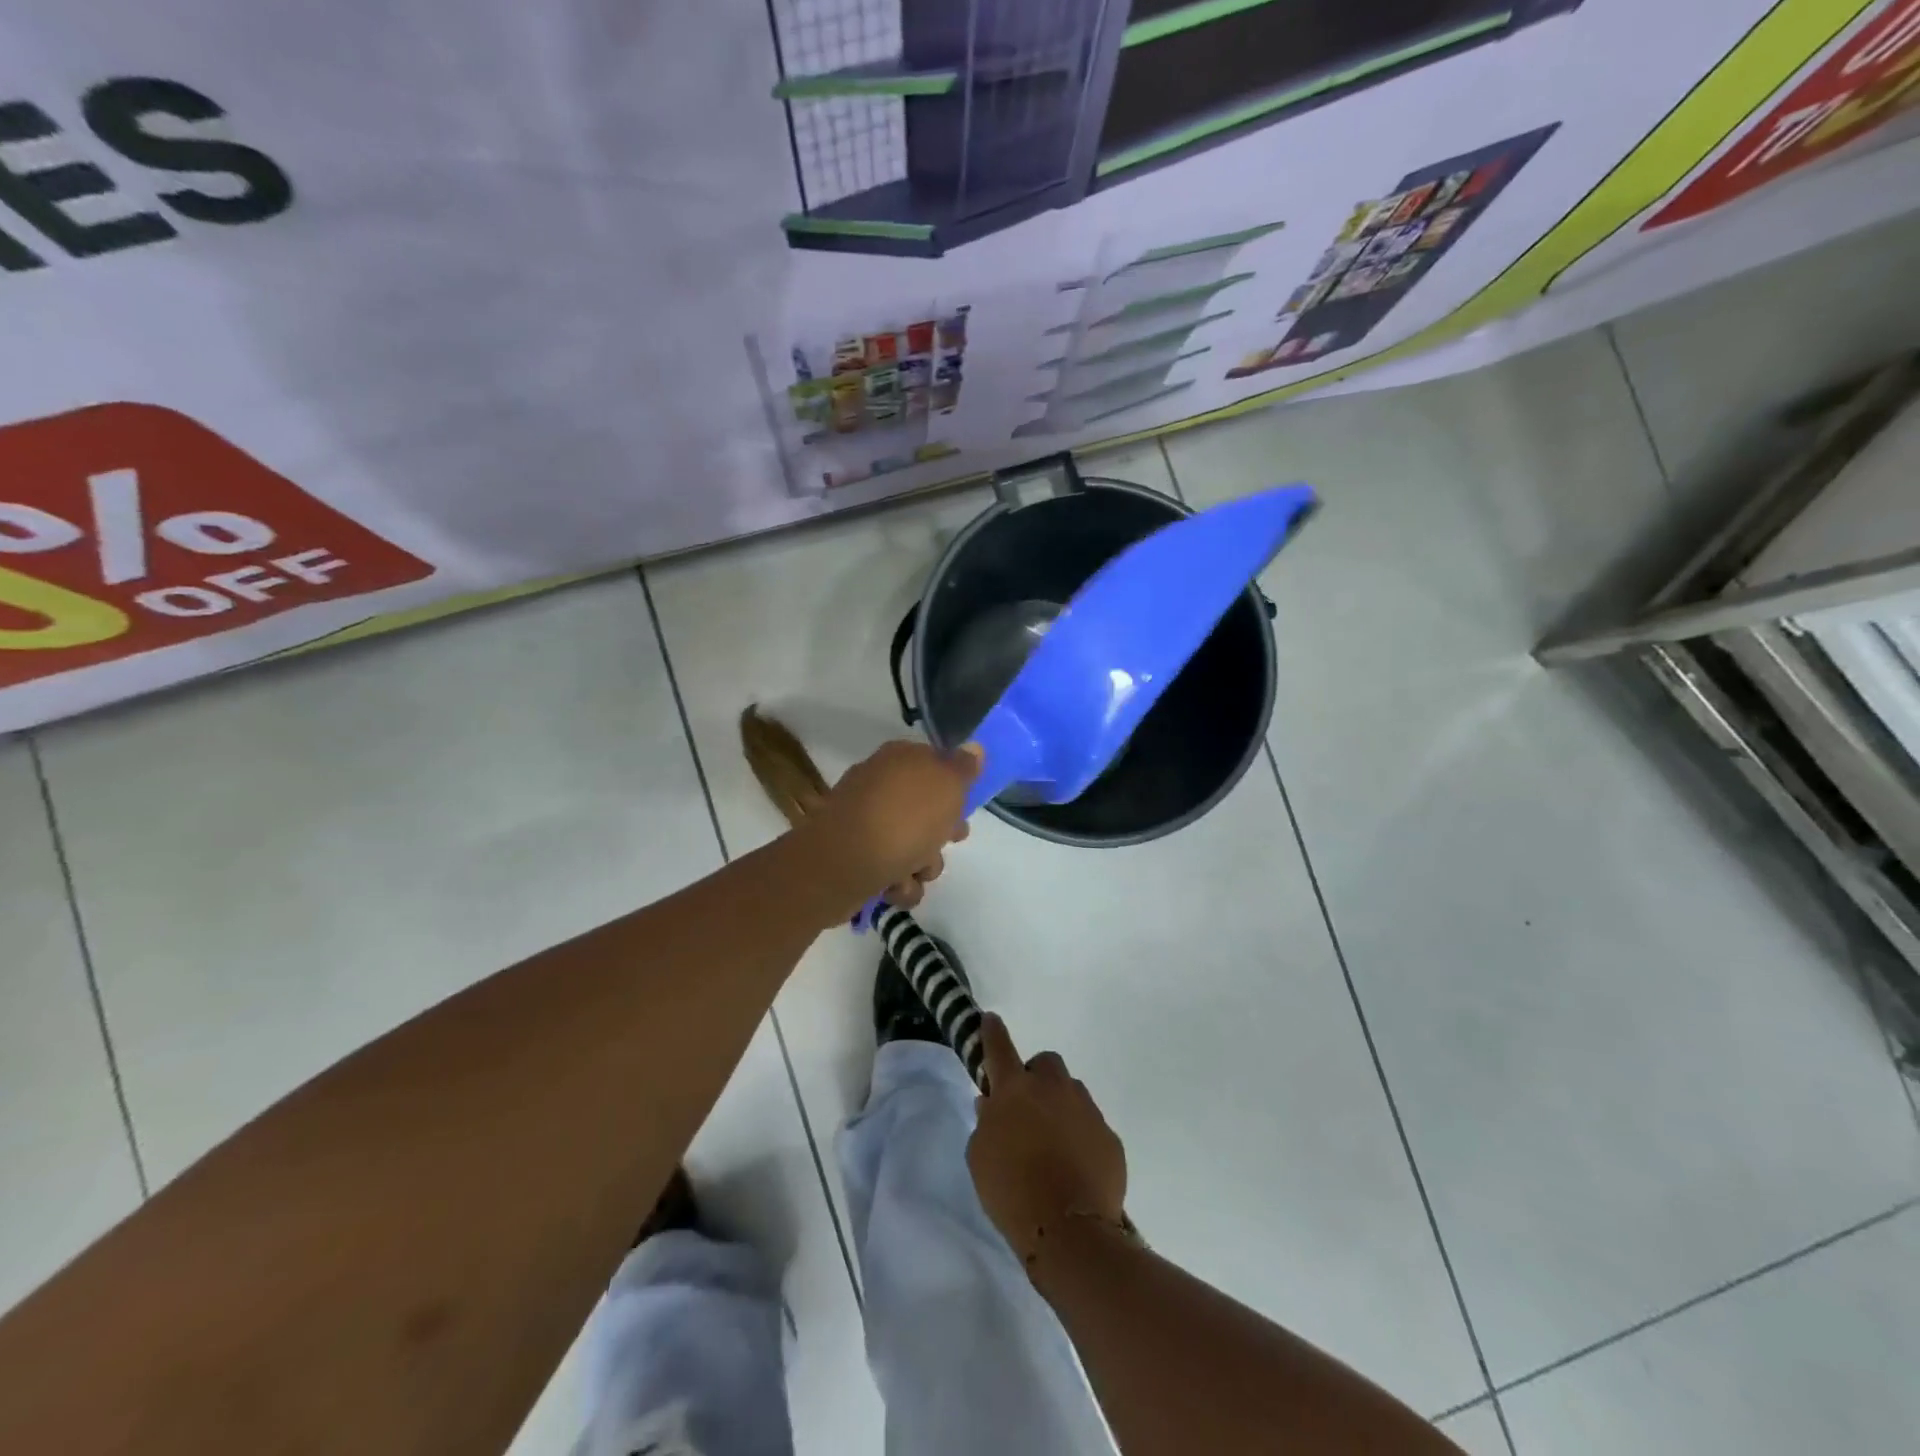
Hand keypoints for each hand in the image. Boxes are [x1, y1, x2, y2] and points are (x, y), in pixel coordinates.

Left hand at [802, 739, 978, 916]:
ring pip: (912, 845)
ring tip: (914, 871)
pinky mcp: (855, 858)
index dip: (955, 787)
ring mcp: (865, 823)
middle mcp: (879, 786)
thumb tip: (973, 747)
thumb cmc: (903, 819)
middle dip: (941, 834)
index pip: (934, 764)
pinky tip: (895, 887)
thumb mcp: (947, 785)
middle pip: (925, 809)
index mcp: (898, 760)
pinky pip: (891, 871)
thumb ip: (963, 767)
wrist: (842, 865)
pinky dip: (898, 883)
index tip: (965, 807)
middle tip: (948, 842)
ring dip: (922, 864)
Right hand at [968, 1014, 1127, 1271]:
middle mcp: (1053, 1088)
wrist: (1069, 1231)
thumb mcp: (980, 1158)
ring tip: (1053, 1144)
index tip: (991, 1019)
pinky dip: (1081, 1137)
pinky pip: (1091, 1126)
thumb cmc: (1012, 1191)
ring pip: (1072, 1093)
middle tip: (1028, 1108)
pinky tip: (1075, 1167)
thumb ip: (985, 1123)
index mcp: (1015, 1089)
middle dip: (1037, 1077)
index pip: (1000, 1047)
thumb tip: (992, 1104)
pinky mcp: (1110, 1137)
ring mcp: (1086, 1109)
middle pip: (1046, 1063)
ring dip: (1061, 1107)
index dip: (993, 1031)